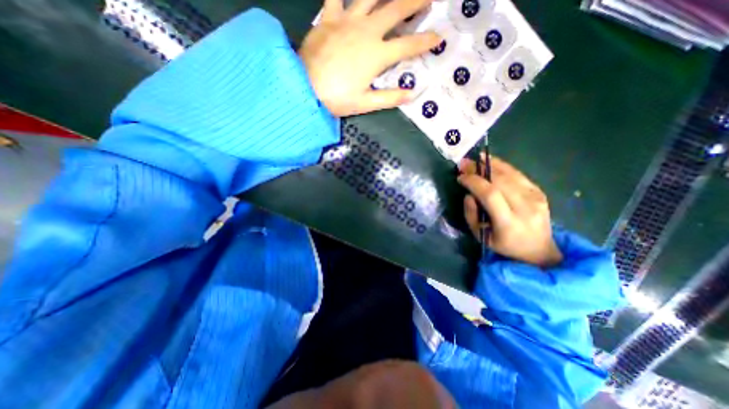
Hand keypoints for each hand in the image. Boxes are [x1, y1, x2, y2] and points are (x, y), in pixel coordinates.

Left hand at [299, 0, 441, 115]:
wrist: (305, 88)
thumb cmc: (337, 99)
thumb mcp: (365, 104)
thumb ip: (390, 98)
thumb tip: (412, 94)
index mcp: (377, 56)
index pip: (408, 45)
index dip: (425, 41)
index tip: (439, 36)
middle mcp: (367, 32)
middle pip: (396, 10)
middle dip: (416, 1)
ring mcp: (347, 21)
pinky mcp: (328, 18)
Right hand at [460, 156, 562, 268]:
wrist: (538, 249)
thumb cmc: (504, 244)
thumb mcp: (480, 236)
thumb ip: (471, 214)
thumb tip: (469, 194)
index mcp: (509, 223)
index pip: (490, 195)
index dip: (473, 182)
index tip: (460, 177)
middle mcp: (525, 208)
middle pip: (500, 181)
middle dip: (478, 170)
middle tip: (463, 164)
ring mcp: (535, 198)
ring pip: (509, 175)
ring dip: (489, 165)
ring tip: (474, 160)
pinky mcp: (539, 192)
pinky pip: (518, 174)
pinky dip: (502, 166)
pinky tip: (490, 161)